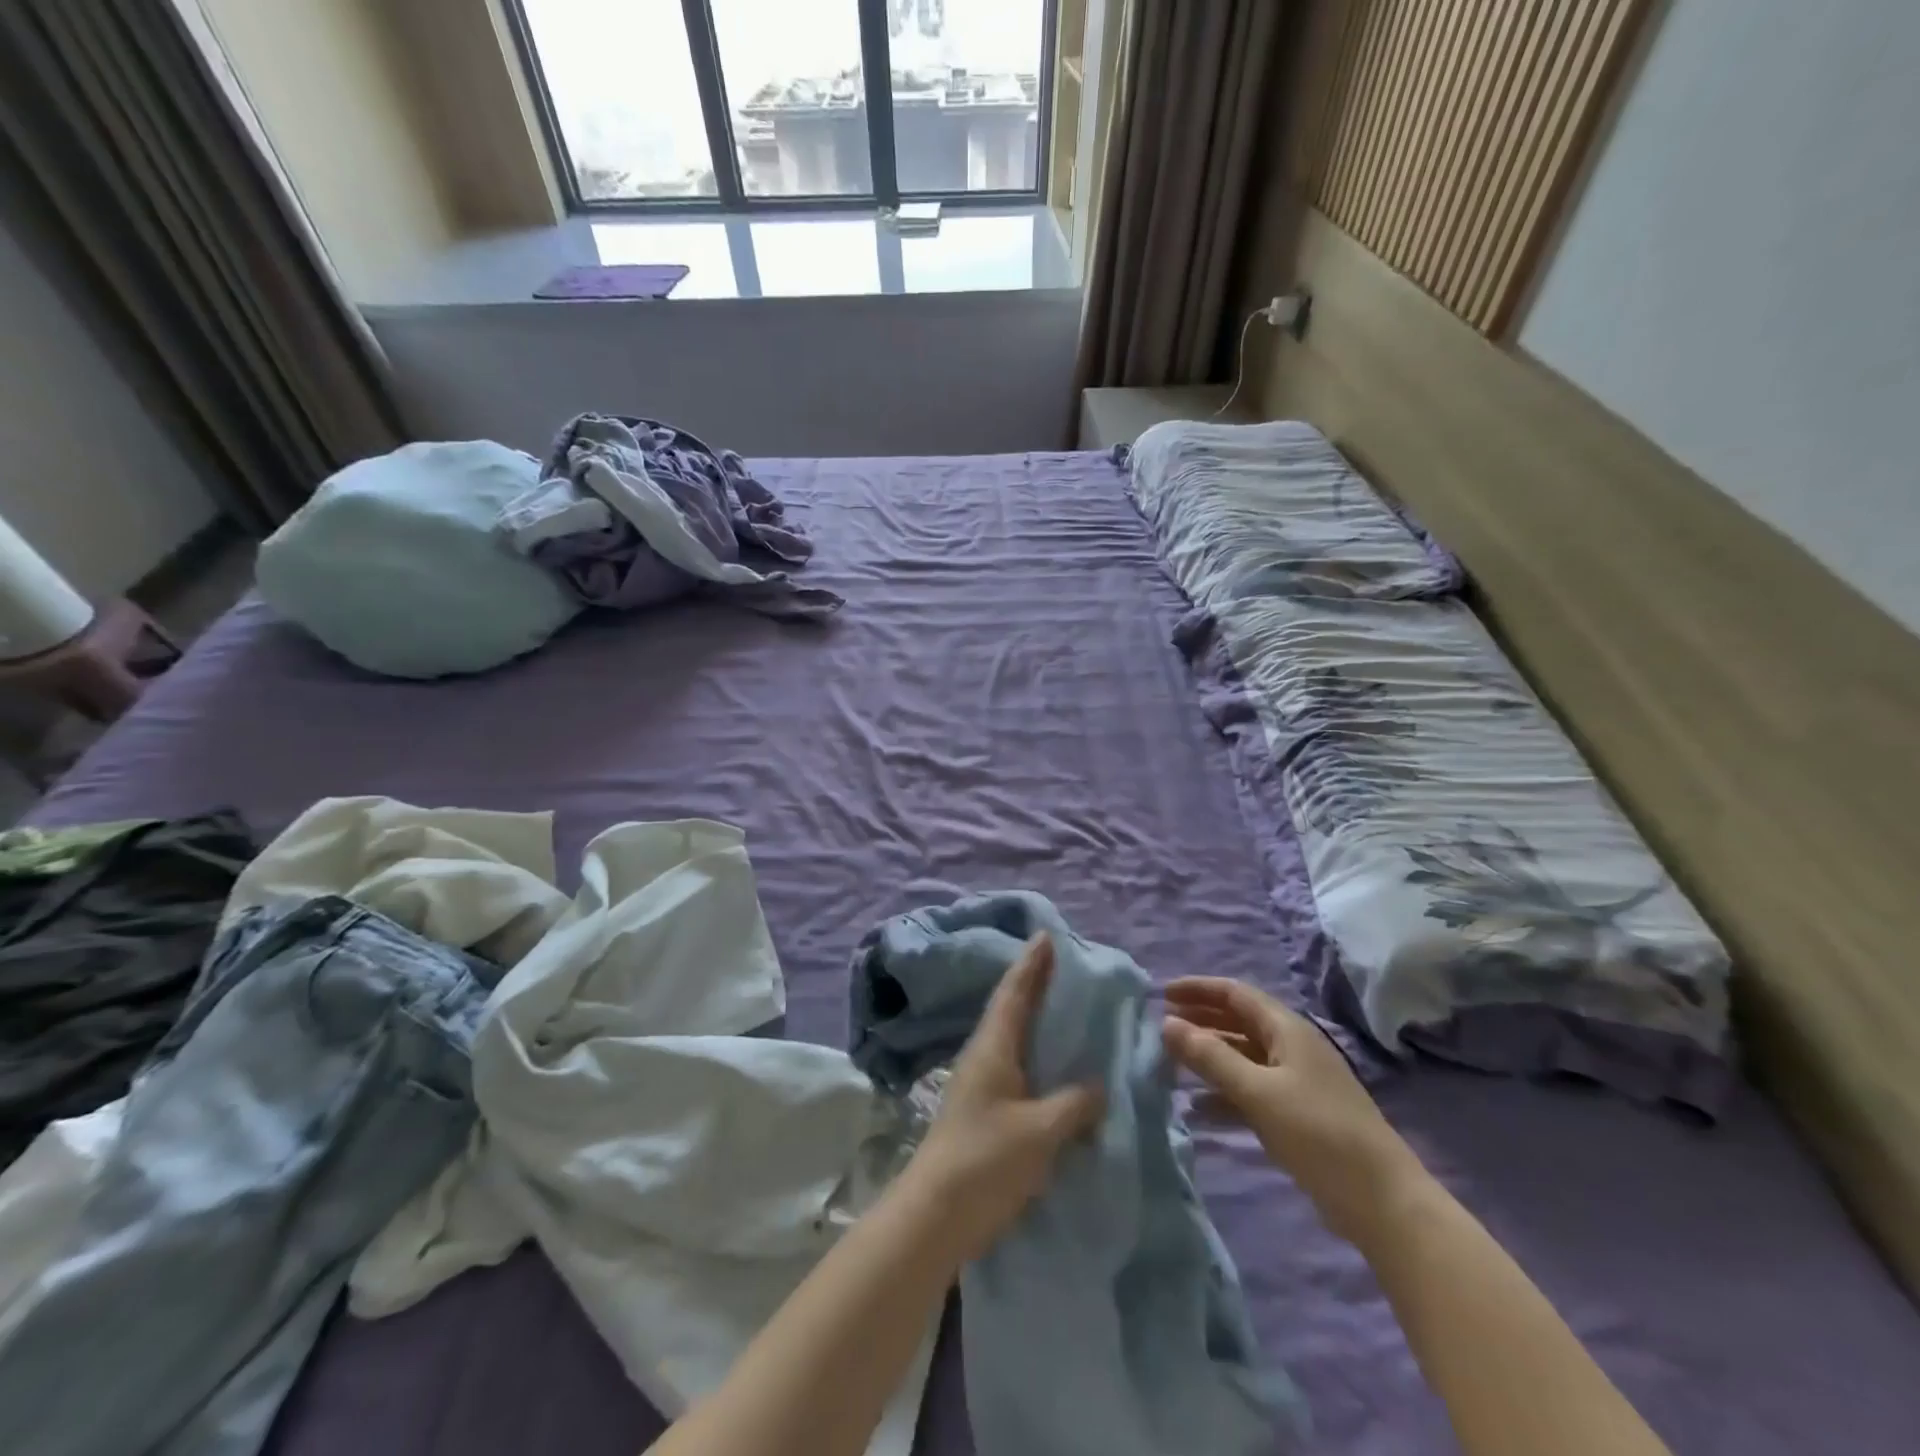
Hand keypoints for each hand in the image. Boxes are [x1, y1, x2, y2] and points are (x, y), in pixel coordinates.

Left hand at [903, 933, 1103, 1261]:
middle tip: (1063, 964)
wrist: (935, 1215)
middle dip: (1035, 983)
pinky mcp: (984, 1111)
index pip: (1015, 992)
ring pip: (1013, 1038)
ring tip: (1065, 1008)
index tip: (1046, 935)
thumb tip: (1097, 1086)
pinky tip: (1055, 1066)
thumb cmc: (986, 1161)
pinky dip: (1037, 1054)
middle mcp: (984, 1056)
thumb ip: (1074, 1104)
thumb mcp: (1040, 1131)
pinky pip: (1017, 1067)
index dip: (1032, 964)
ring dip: (1036, 1018)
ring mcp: (981, 1084)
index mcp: (993, 1046)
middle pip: (1012, 1008)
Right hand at [1164, 977, 1427, 1246]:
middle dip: (1200, 1021)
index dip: (1198, 989)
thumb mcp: (1258, 1092)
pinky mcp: (1297, 1115)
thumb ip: (1210, 1057)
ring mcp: (1296, 1082)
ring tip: (1171, 1066)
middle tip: (1161, 1028)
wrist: (1382, 1202)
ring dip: (1209, 1058)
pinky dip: (1224, 1093)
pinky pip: (1251, 1091)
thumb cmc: (1318, 1134)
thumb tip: (1166, 1023)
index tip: (1161, 994)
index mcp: (1287, 1029)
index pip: (1235, 993)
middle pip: (1238, 1022)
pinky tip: (1198, 1110)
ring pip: (1243, 1057)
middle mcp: (1291, 1047)